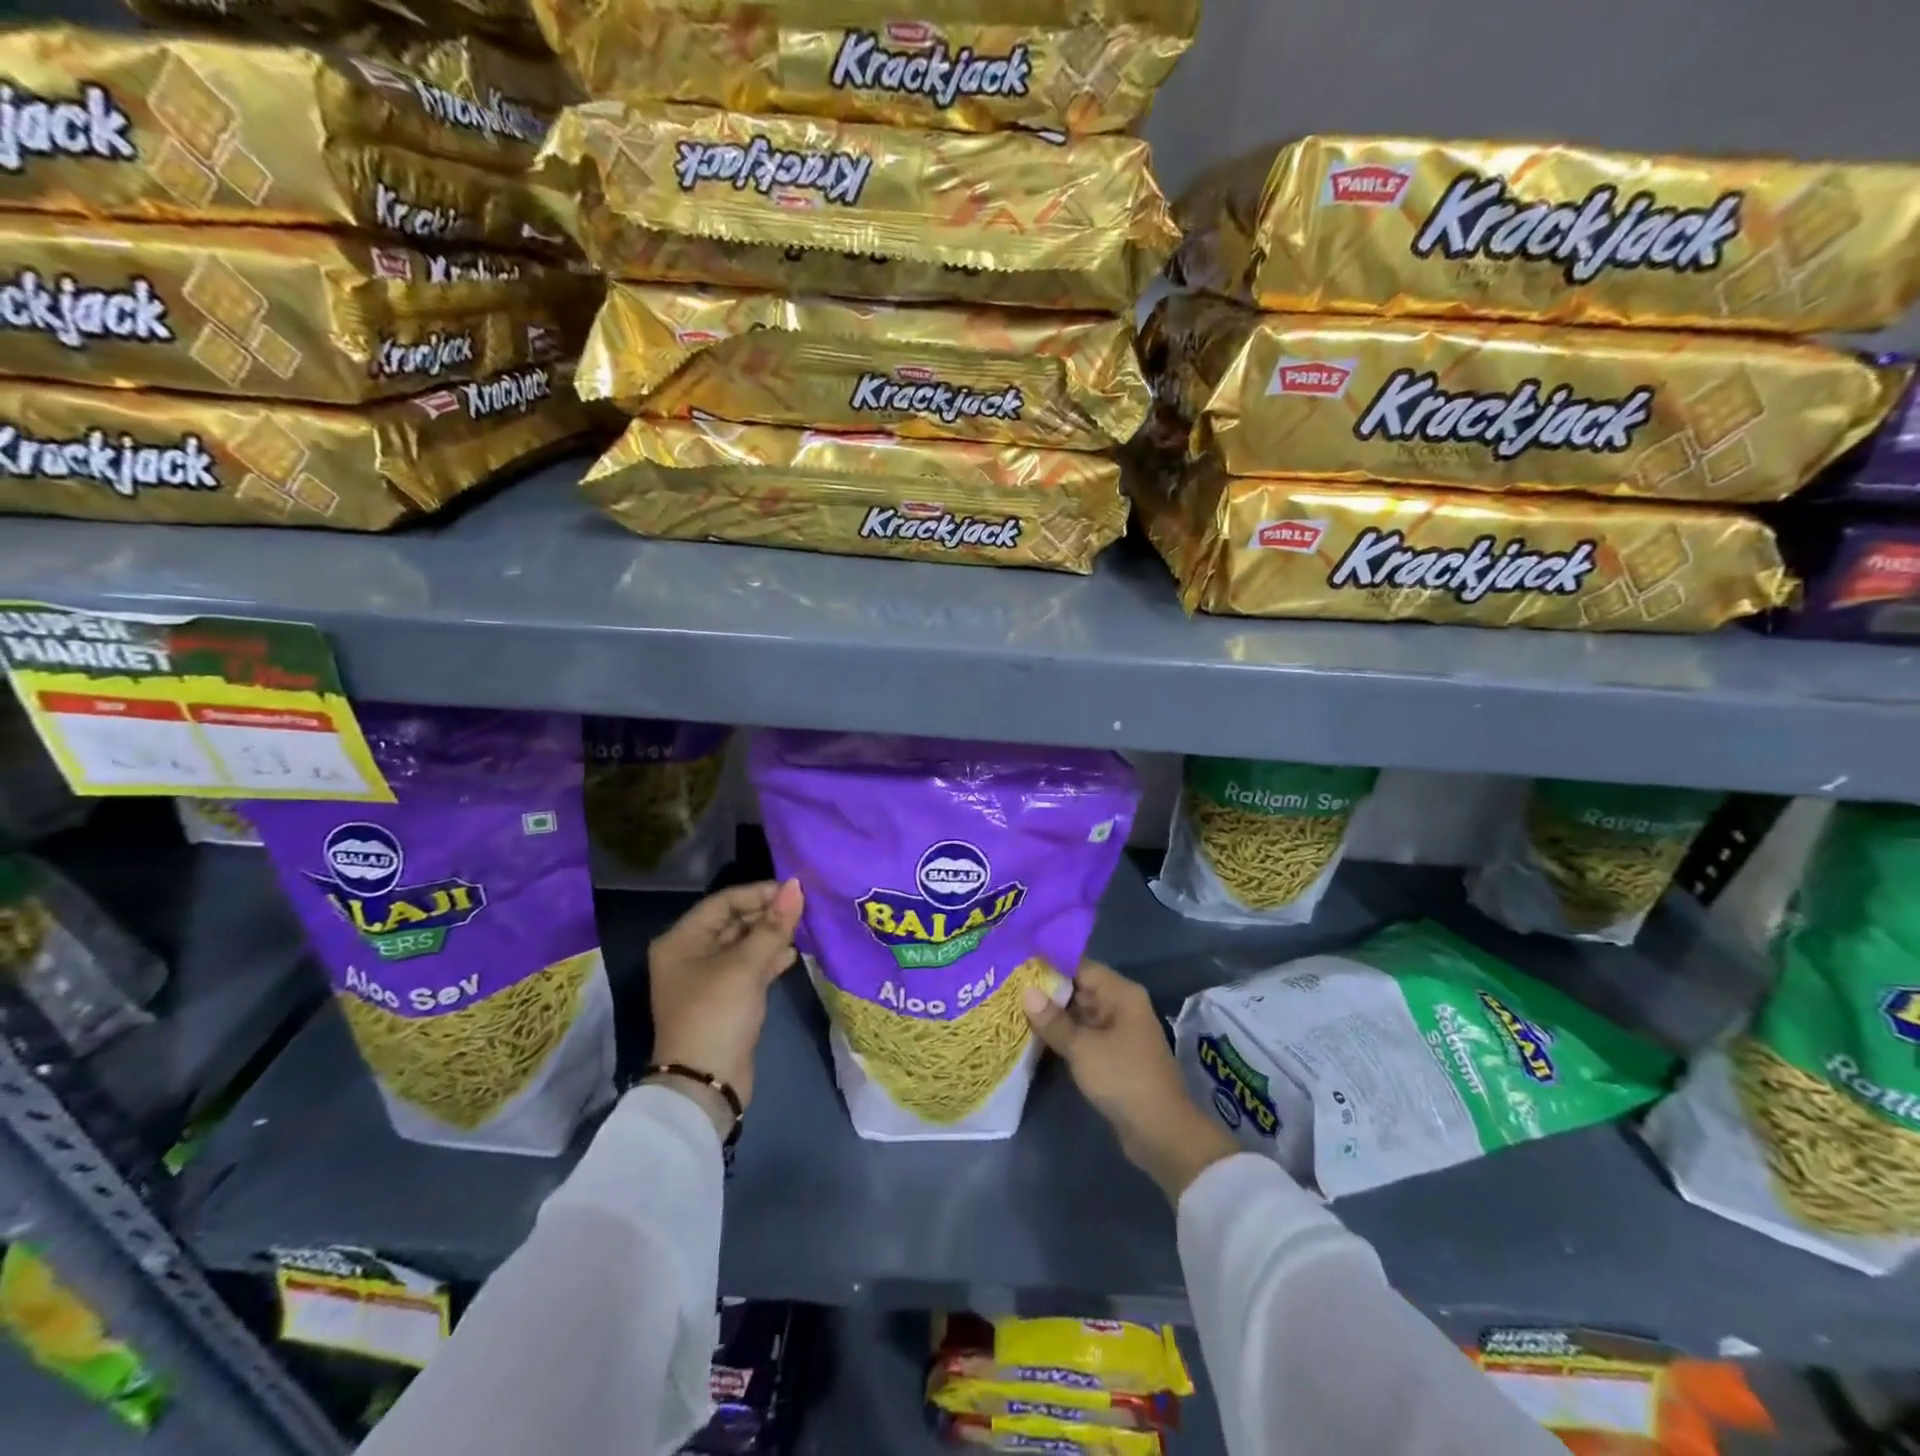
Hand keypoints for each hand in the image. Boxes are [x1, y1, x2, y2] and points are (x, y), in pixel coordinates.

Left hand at [648, 880, 804, 1115]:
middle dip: (768, 914)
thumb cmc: (717, 1013)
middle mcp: (691, 954)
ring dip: (772, 936)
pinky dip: (770, 958)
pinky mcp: (727, 998)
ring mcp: (709, 978)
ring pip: (745, 944)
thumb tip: (796, 886)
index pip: (724, 902)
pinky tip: (794, 954)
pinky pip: (750, 967)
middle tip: (804, 909)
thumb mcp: (746, 966)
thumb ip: (773, 925)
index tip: (794, 892)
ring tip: (804, 928)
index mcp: (682, 940)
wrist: (706, 1084)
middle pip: (734, 921)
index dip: (759, 893)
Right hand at [1024, 960, 1239, 1202]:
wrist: (1161, 1133)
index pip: (1080, 967)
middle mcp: (1120, 1006)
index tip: (1016, 963)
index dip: (1049, 965)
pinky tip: (1032, 1036)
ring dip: (1051, 1015)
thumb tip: (1026, 992)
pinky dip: (1062, 1035)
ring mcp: (1116, 1032)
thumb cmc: (1123, 1079)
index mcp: (1120, 994)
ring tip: (1012, 1007)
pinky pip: (1082, 1035)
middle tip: (1007, 986)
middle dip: (1046, 990)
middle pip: (1078, 988)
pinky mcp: (1111, 1055)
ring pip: (1078, 1014)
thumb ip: (1053, 1020)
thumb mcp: (1083, 1048)